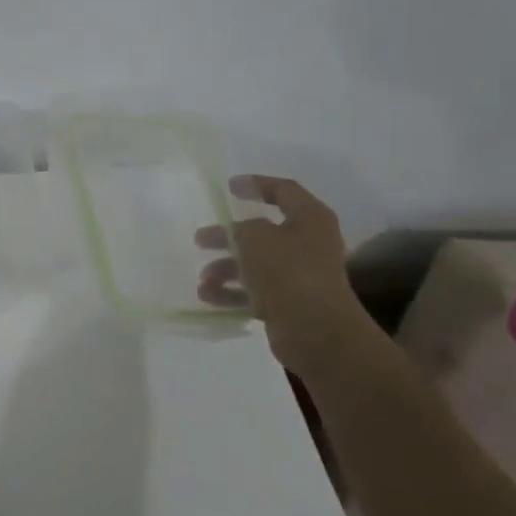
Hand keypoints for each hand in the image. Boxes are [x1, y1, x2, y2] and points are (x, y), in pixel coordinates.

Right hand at [196, 175, 376, 374]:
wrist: (315, 330)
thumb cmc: (287, 272)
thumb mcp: (255, 237)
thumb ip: (241, 228)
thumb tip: (239, 234)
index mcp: (309, 219)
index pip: (284, 191)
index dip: (257, 185)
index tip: (229, 187)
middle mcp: (308, 243)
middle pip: (261, 232)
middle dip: (228, 237)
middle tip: (201, 239)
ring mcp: (300, 275)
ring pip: (255, 264)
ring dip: (226, 269)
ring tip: (203, 279)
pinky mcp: (290, 302)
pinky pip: (255, 291)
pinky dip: (232, 292)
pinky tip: (208, 297)